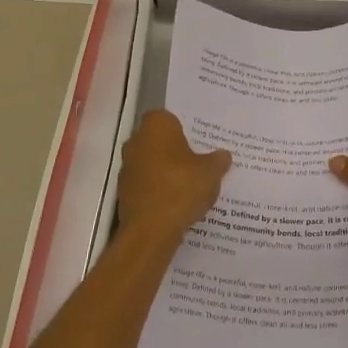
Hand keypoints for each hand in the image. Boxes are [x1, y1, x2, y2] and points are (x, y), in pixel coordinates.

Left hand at [117, 111, 230, 244]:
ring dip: (166, 171)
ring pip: (151, 163)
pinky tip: (177, 203)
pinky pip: (146, 185)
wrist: (151, 229)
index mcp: (156, 126)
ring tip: (190, 185)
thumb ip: (218, 160)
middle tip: (199, 161)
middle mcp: (136, 141)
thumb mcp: (212, 172)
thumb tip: (223, 155)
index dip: (184, 128)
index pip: (169, 118)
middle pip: (159, 141)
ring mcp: (127, 168)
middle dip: (175, 150)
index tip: (199, 141)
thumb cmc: (182, 187)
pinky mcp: (124, 193)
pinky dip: (158, 191)